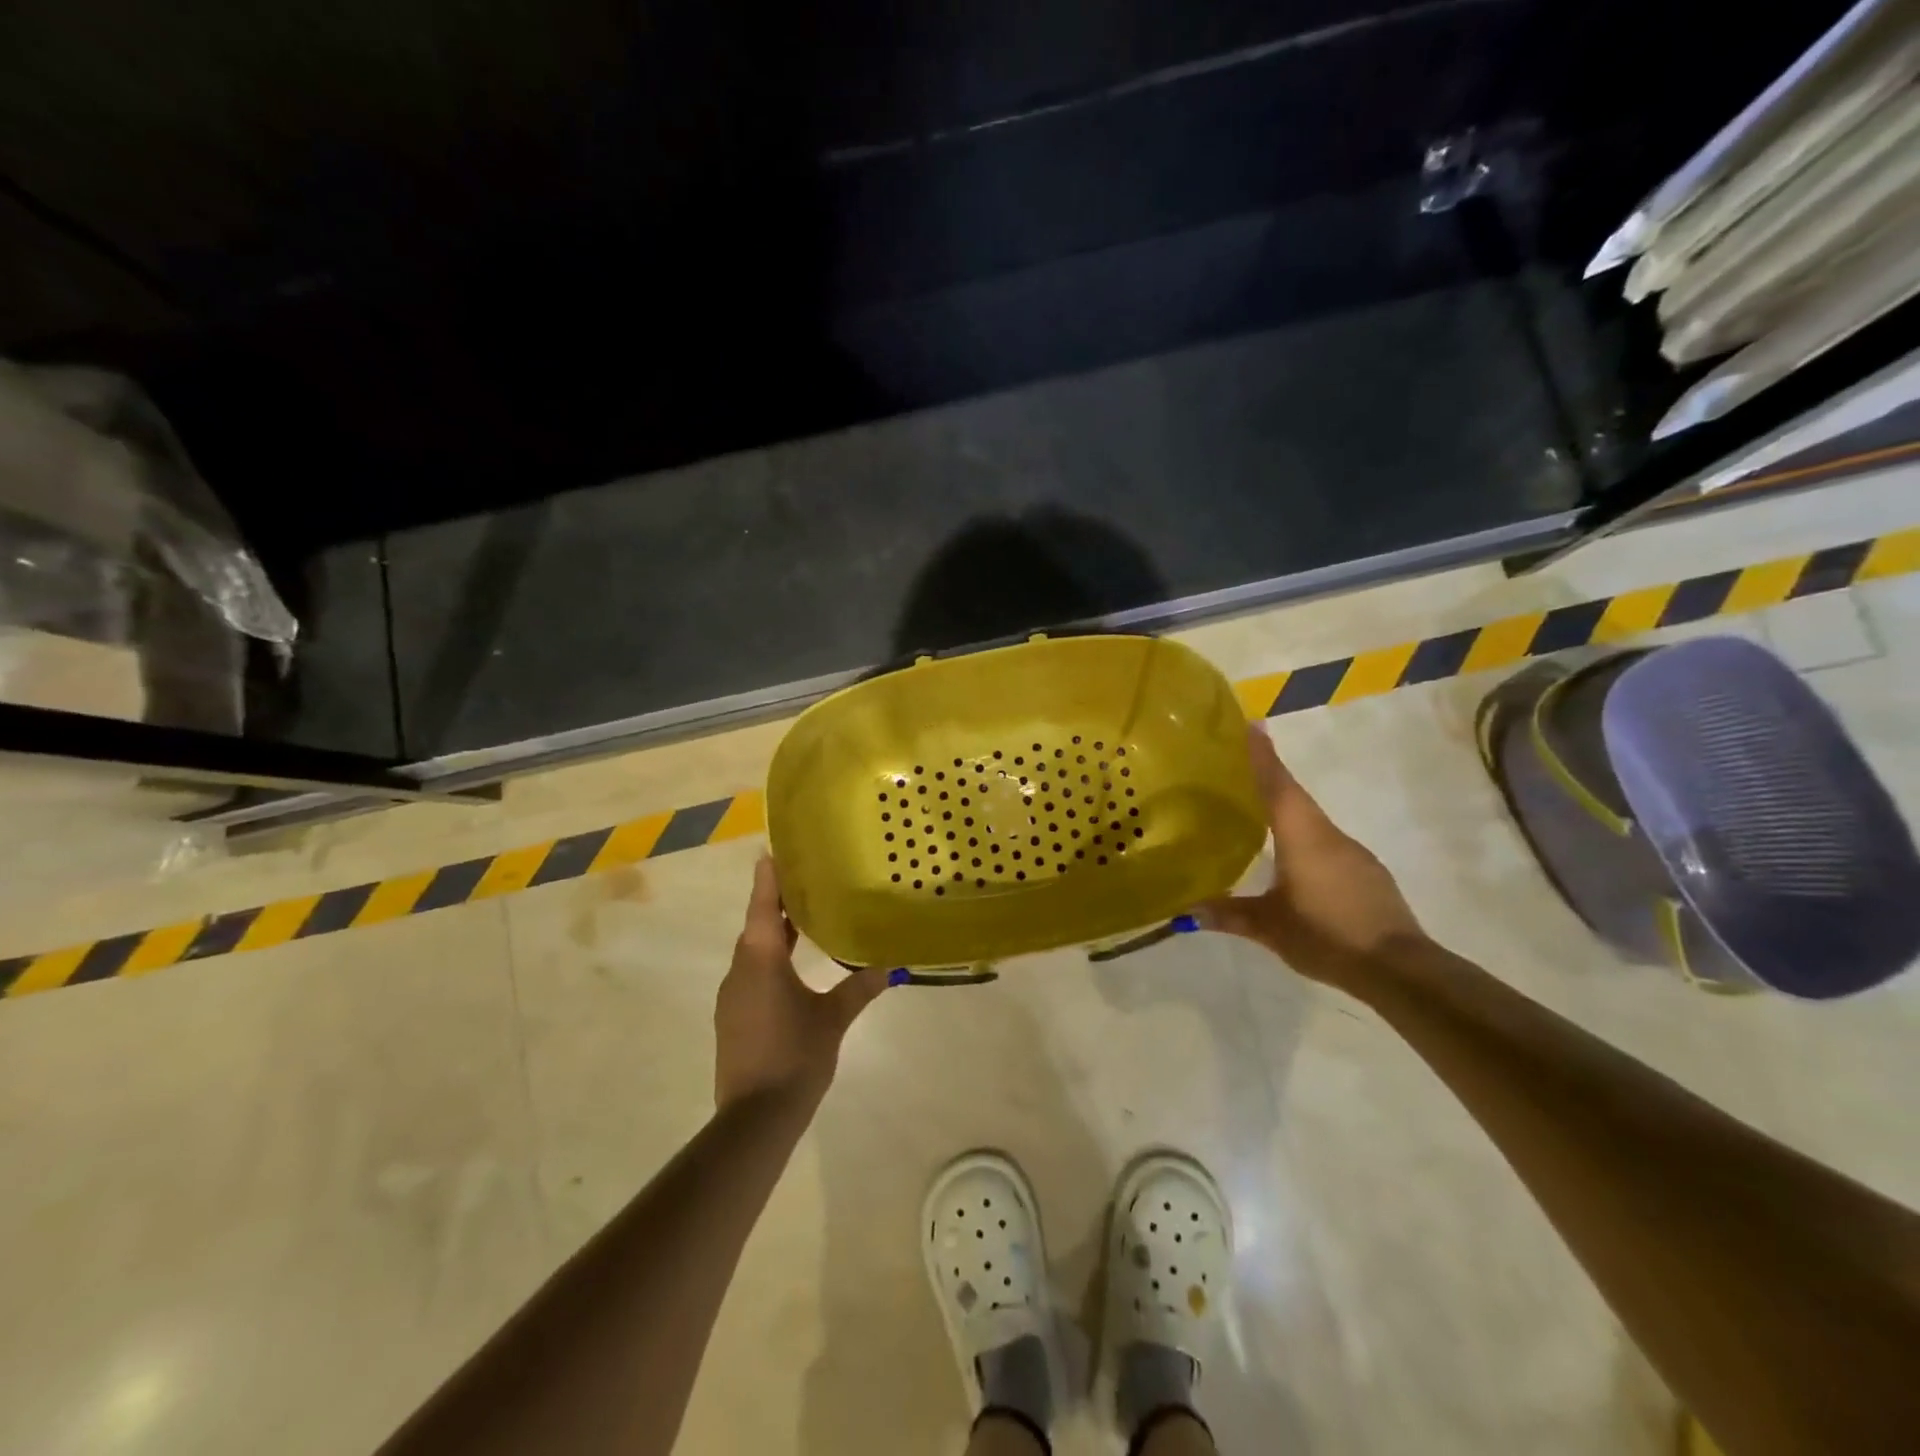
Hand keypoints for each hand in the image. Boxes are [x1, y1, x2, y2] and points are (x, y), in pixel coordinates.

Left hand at [714, 856, 890, 1114]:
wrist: (754, 1118)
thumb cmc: (795, 1055)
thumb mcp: (833, 1018)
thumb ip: (860, 987)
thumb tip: (891, 965)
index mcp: (761, 959)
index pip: (762, 905)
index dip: (768, 878)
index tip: (772, 851)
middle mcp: (740, 969)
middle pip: (756, 925)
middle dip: (776, 903)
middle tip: (803, 880)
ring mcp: (733, 995)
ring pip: (753, 951)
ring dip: (773, 933)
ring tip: (804, 917)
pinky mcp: (733, 1017)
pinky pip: (751, 973)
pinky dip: (770, 960)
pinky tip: (793, 967)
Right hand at [1197, 726, 1427, 992]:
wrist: (1398, 969)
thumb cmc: (1326, 935)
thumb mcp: (1270, 928)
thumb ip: (1230, 915)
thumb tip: (1186, 911)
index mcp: (1303, 836)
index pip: (1278, 784)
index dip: (1263, 755)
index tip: (1251, 725)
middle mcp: (1329, 834)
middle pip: (1295, 797)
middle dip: (1270, 778)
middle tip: (1240, 768)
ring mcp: (1353, 853)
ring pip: (1312, 821)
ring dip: (1288, 811)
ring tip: (1259, 814)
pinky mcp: (1368, 873)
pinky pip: (1328, 843)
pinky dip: (1306, 838)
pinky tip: (1294, 859)